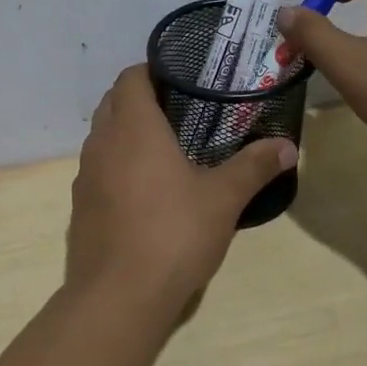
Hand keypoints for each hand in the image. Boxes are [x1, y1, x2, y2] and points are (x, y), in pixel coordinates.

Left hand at [66, 66, 296, 314]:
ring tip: (163, 149)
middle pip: (112, 103)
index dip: (152, 70)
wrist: (119, 295)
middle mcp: (101, 143)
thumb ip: (254, 166)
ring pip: (102, 137)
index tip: (180, 78)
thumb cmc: (174, 233)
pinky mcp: (79, 206)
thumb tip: (287, 146)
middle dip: (139, 99)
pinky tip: (143, 192)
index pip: (131, 77)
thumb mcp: (223, 199)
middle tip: (179, 111)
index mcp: (133, 128)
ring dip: (125, 133)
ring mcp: (84, 176)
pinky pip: (97, 170)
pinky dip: (116, 166)